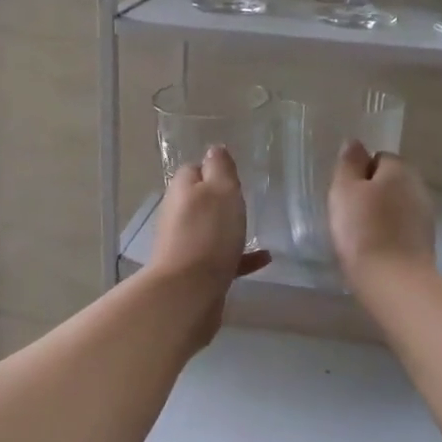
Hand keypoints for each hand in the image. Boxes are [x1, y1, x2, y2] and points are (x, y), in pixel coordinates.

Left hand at [149, 146, 272, 295]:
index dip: (214, 170)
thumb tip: (214, 149)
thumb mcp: (221, 190)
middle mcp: (178, 214)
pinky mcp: (195, 271)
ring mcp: (184, 244)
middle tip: (246, 200)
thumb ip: (220, 168)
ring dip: (229, 228)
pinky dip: (240, 256)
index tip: (235, 175)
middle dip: (220, 200)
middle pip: (200, 200)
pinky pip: (221, 257)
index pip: (194, 170)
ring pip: (209, 229)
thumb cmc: (209, 232)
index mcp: (182, 190)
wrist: (189, 292)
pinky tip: (263, 259)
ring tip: (256, 228)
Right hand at [328, 140, 435, 285]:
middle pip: (389, 182)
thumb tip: (355, 142)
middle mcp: (419, 187)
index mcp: (400, 169)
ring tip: (361, 234)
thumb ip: (349, 163)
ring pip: (397, 206)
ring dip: (382, 214)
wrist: (394, 281)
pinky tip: (376, 248)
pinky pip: (402, 228)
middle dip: (372, 193)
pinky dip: (390, 233)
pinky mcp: (426, 242)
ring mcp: (426, 216)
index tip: (346, 194)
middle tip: (349, 213)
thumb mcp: (344, 190)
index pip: (378, 158)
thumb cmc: (363, 230)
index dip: (359, 174)